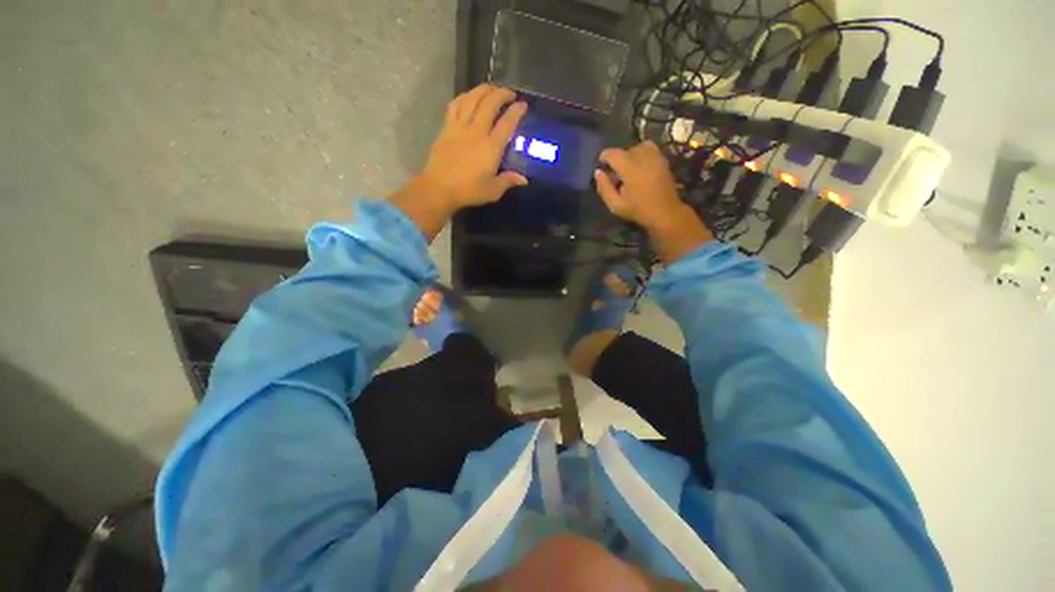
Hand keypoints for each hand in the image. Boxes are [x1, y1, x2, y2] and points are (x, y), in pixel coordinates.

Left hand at [420, 84, 528, 207]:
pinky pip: (455, 105)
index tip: (523, 104)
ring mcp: (460, 127)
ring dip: (483, 90)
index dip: (516, 111)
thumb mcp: (493, 191)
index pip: (507, 123)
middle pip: (490, 103)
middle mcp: (477, 131)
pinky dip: (464, 97)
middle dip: (502, 93)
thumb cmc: (469, 191)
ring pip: (472, 99)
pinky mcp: (447, 128)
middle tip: (510, 94)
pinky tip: (469, 97)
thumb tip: (524, 180)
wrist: (440, 188)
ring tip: (491, 89)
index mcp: (491, 147)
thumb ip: (508, 181)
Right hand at [594, 141, 712, 261]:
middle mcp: (642, 157)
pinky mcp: (662, 158)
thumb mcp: (615, 204)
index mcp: (629, 168)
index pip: (612, 154)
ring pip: (636, 147)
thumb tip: (597, 172)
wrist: (665, 212)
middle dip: (617, 160)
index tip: (601, 165)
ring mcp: (654, 156)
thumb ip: (604, 188)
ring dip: (629, 156)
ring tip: (628, 169)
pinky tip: (640, 166)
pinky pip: (649, 147)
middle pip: (624, 150)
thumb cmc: (638, 210)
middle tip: (615, 175)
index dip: (604, 157)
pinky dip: (641, 152)